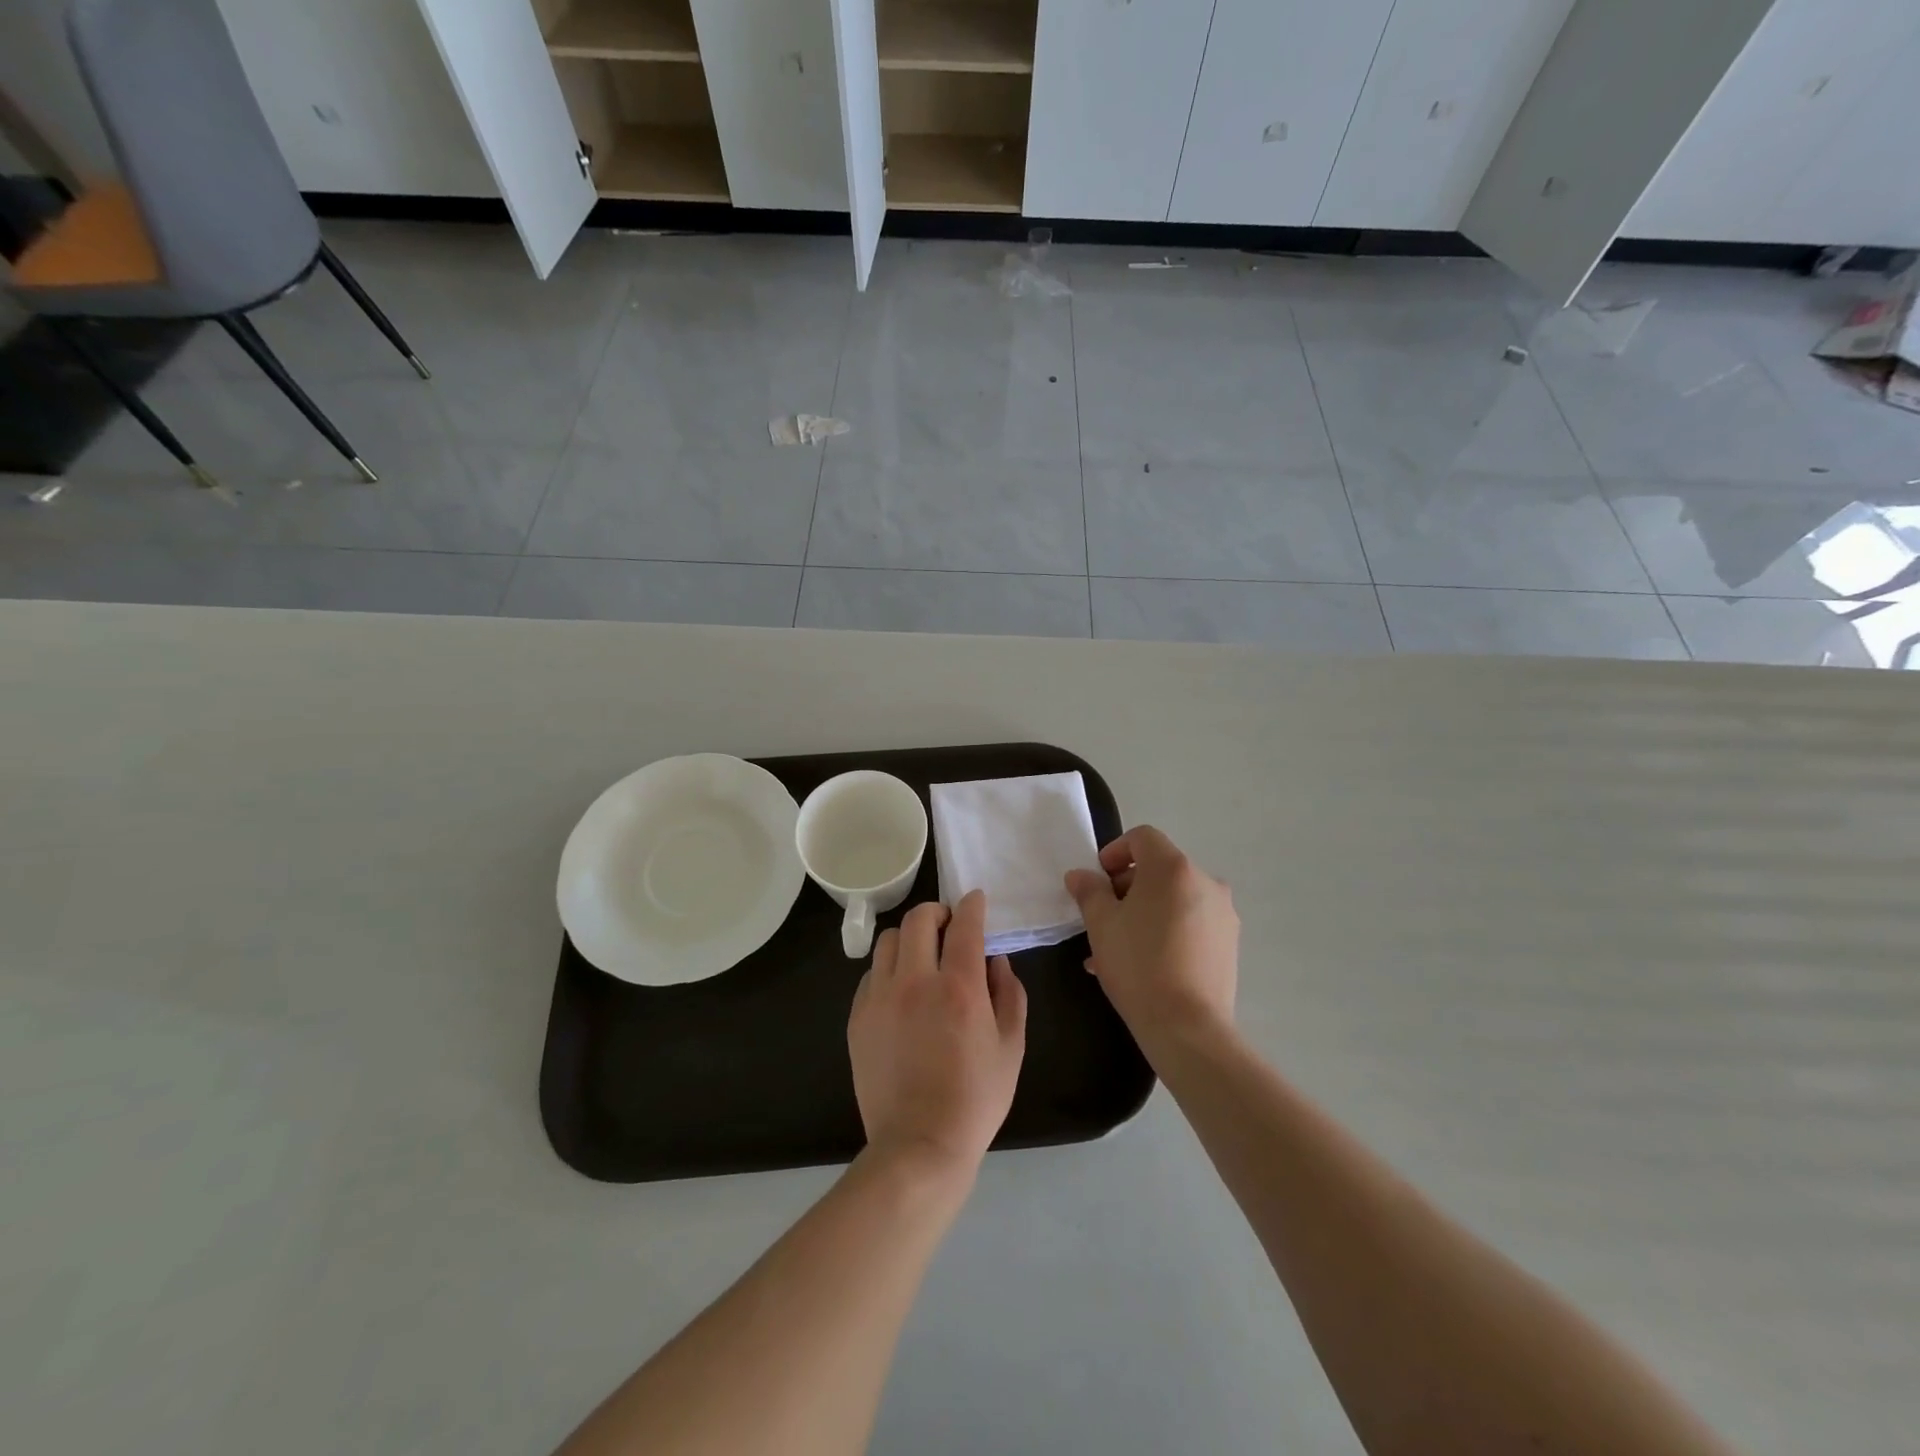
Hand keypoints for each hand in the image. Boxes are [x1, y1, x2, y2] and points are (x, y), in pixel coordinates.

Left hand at [847, 890, 1027, 1175]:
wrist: (918, 1145)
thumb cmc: (974, 1099)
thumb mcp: (1011, 1048)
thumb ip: (1009, 994)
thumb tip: (997, 960)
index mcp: (959, 988)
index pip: (965, 925)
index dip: (972, 905)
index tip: (976, 901)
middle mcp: (916, 982)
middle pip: (918, 919)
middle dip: (937, 912)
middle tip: (948, 925)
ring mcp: (880, 998)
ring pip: (889, 940)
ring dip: (909, 938)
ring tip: (921, 956)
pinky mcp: (858, 1017)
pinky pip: (871, 973)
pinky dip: (889, 969)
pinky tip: (901, 991)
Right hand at [1064, 826, 1237, 1049]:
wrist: (1188, 1027)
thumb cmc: (1138, 965)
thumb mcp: (1101, 925)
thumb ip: (1089, 892)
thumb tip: (1080, 876)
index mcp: (1174, 868)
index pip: (1142, 838)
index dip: (1115, 851)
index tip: (1097, 880)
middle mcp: (1205, 882)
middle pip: (1160, 869)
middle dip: (1127, 887)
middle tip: (1103, 916)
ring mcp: (1222, 914)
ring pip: (1174, 899)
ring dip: (1144, 912)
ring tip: (1116, 948)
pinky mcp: (1229, 943)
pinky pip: (1190, 924)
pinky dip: (1165, 931)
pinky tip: (1142, 964)